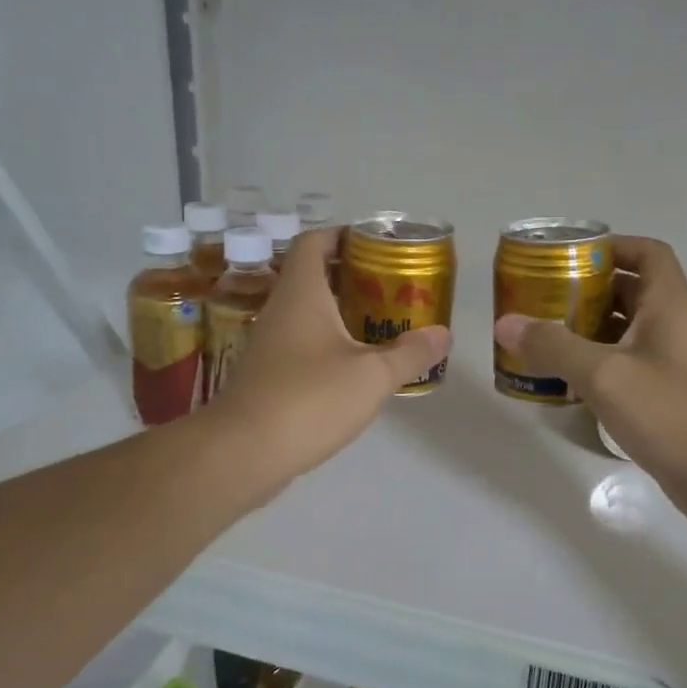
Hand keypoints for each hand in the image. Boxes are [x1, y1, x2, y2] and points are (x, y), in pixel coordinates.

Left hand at [204, 228, 450, 499]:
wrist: (243, 453)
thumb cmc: (309, 399)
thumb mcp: (372, 376)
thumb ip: (410, 353)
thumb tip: (443, 335)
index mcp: (302, 293)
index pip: (315, 241)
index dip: (344, 234)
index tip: (377, 245)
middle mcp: (281, 310)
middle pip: (314, 275)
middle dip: (353, 276)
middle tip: (392, 287)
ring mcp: (270, 344)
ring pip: (308, 313)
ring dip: (342, 312)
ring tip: (382, 323)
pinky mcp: (268, 375)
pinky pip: (302, 344)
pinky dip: (329, 343)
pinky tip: (356, 365)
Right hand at [492, 237, 686, 533]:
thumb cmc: (674, 412)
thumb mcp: (606, 375)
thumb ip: (554, 346)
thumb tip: (505, 323)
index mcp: (668, 305)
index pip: (646, 253)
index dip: (612, 245)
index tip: (570, 256)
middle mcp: (672, 327)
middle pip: (628, 292)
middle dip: (585, 291)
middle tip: (541, 300)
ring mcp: (671, 365)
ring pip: (624, 333)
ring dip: (587, 332)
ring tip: (541, 338)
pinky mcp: (666, 398)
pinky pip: (626, 369)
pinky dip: (596, 368)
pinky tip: (565, 382)